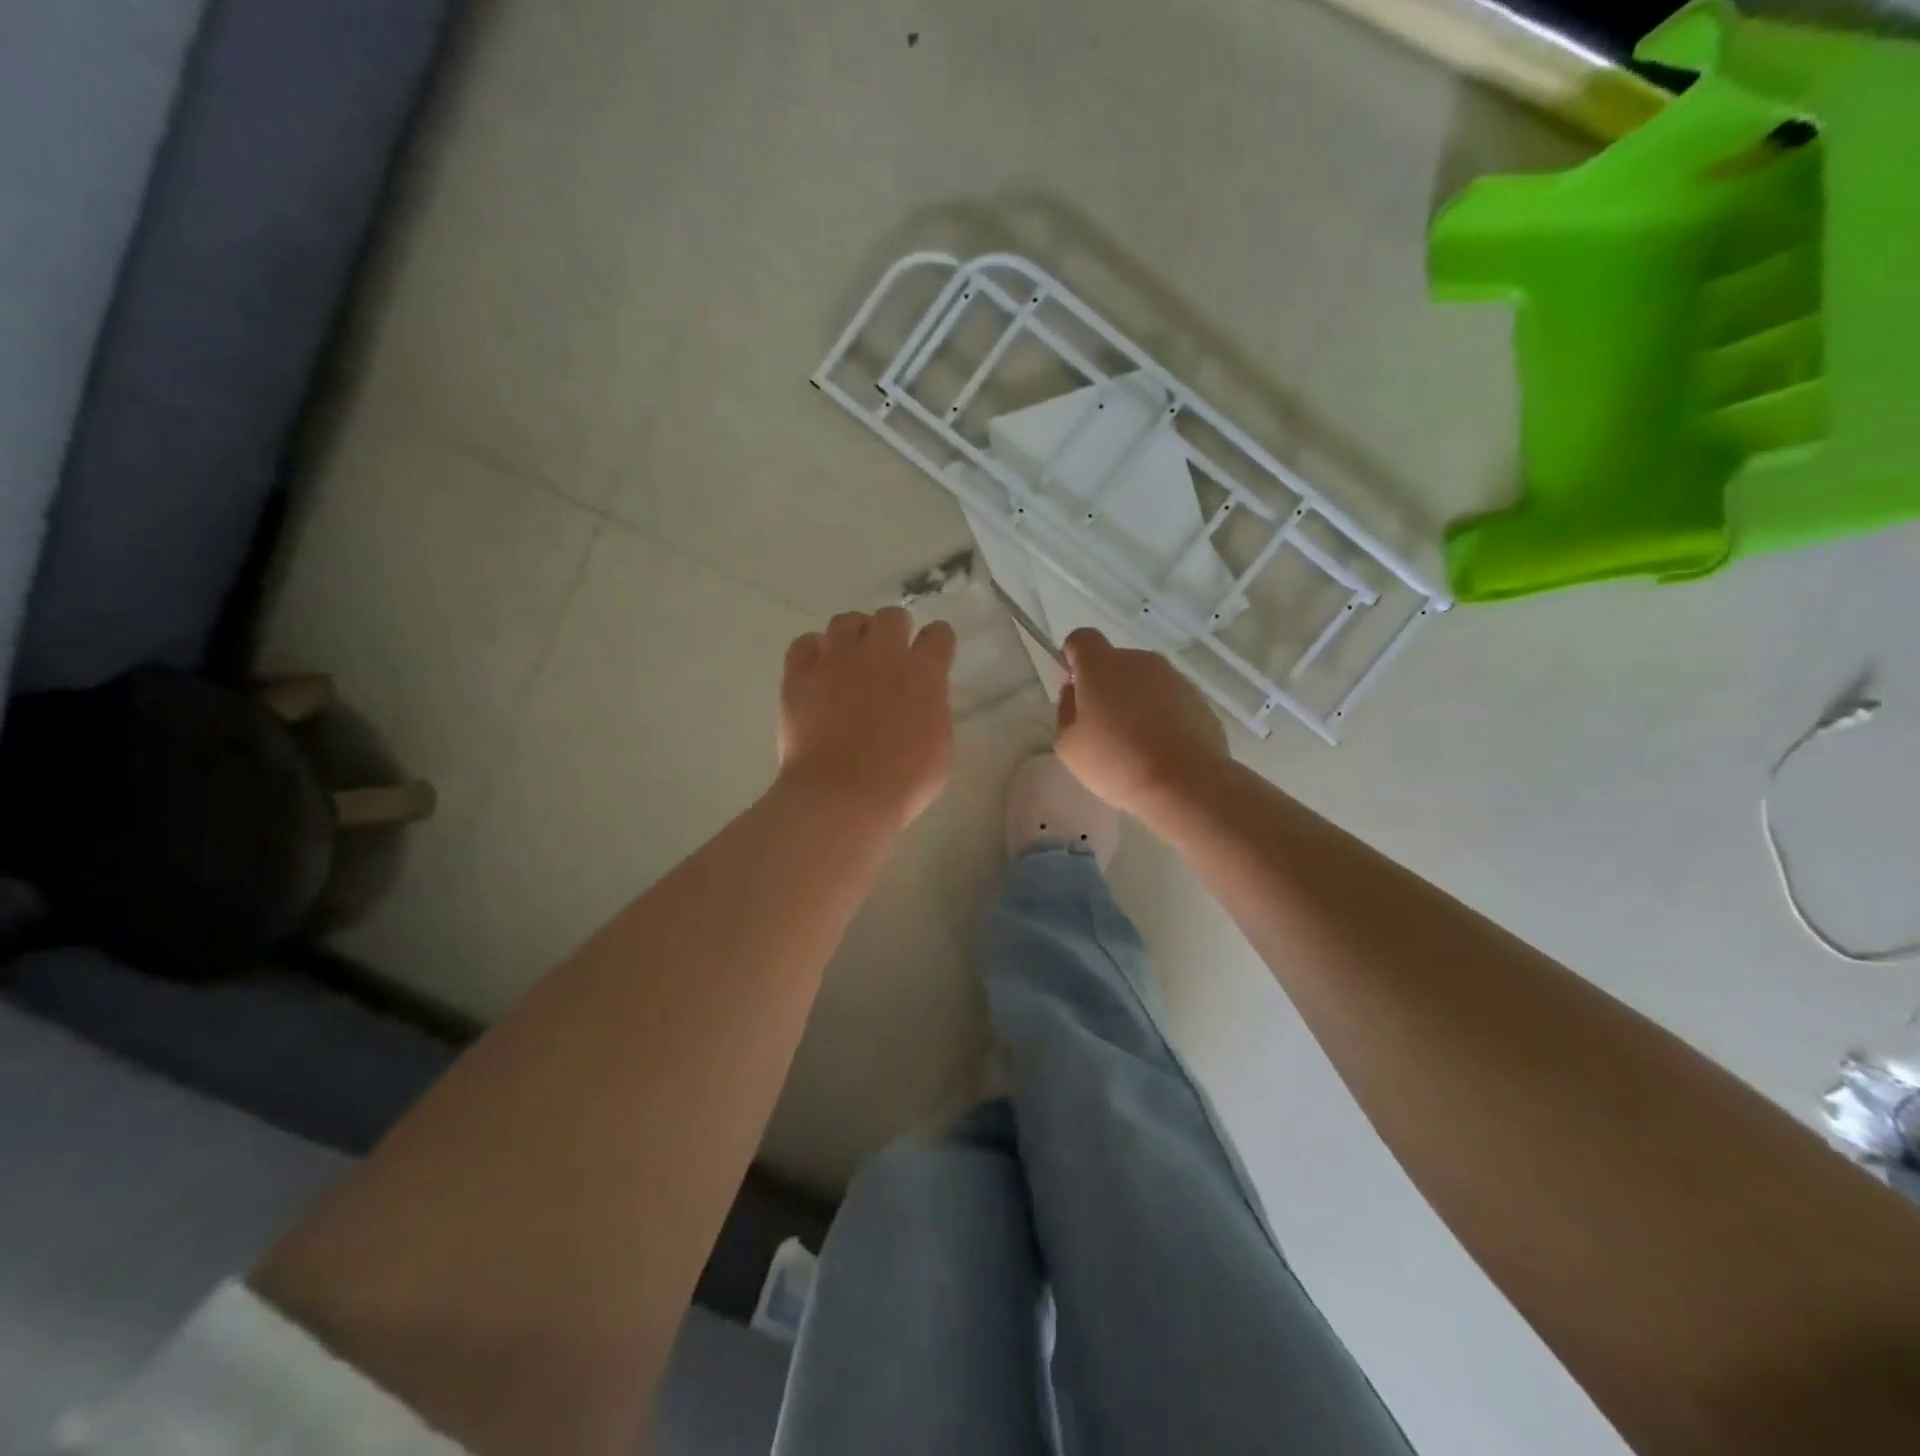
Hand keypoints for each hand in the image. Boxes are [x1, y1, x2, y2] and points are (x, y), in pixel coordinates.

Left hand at [777, 608, 956, 827]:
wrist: (844, 796)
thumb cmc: (903, 782)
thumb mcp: (940, 747)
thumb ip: (932, 711)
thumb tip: (920, 701)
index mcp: (923, 672)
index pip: (938, 635)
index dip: (937, 643)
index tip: (933, 656)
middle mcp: (881, 653)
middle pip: (892, 617)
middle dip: (895, 631)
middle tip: (889, 658)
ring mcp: (836, 659)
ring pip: (846, 621)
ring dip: (854, 635)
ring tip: (852, 658)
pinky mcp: (799, 674)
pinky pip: (805, 644)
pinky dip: (814, 651)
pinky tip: (818, 669)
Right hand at [1054, 628, 1228, 820]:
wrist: (1185, 782)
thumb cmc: (1116, 761)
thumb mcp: (1069, 744)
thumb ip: (1065, 710)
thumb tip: (1075, 692)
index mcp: (1102, 666)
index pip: (1081, 639)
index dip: (1072, 658)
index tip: (1074, 688)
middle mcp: (1139, 661)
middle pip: (1114, 662)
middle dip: (1105, 686)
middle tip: (1102, 726)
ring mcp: (1173, 678)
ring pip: (1144, 681)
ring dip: (1135, 701)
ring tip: (1135, 743)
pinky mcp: (1199, 699)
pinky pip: (1169, 700)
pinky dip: (1161, 715)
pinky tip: (1160, 749)